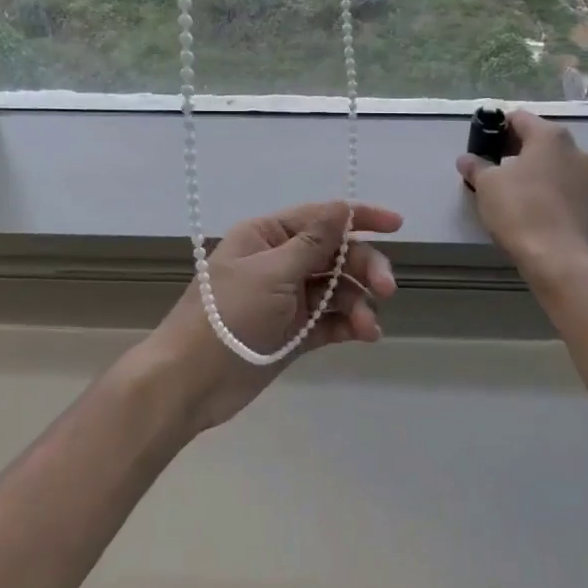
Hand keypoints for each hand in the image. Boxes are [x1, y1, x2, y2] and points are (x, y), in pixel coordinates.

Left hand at [132, 201, 402, 433]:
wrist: (190, 380)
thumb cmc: (228, 315)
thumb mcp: (272, 272)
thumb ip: (313, 242)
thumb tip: (343, 207)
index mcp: (267, 236)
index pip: (321, 217)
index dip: (359, 218)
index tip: (397, 225)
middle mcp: (280, 262)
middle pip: (335, 254)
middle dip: (364, 267)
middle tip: (387, 288)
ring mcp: (288, 299)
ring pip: (337, 289)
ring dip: (358, 302)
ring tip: (368, 326)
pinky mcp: (294, 333)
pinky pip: (330, 320)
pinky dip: (350, 324)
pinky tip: (366, 334)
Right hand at [456, 110, 587, 276]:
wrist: (556, 259)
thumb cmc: (519, 210)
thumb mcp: (486, 184)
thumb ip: (475, 165)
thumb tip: (467, 159)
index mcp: (550, 136)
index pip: (518, 118)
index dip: (496, 128)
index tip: (481, 146)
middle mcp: (575, 149)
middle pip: (538, 139)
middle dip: (514, 148)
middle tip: (491, 167)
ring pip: (553, 163)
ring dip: (533, 169)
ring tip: (511, 189)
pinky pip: (563, 185)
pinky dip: (547, 188)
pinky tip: (531, 207)